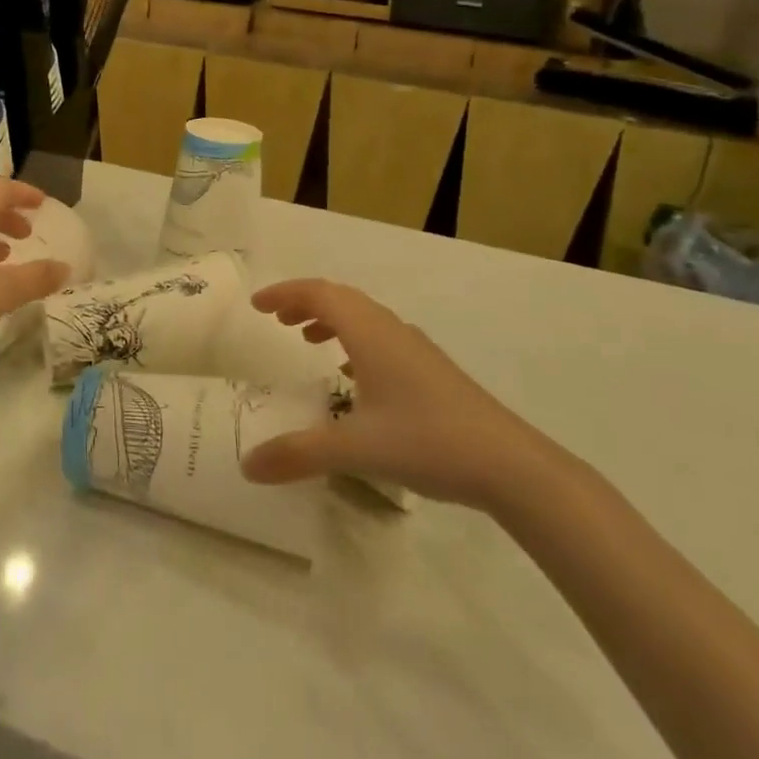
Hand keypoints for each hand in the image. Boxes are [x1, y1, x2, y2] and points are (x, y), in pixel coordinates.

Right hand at [239, 279, 555, 509]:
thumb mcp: (356, 449)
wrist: (511, 465)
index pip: (319, 293)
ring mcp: (416, 349)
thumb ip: (298, 454)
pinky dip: (354, 341)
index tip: (257, 305)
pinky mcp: (431, 370)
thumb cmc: (428, 442)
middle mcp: (391, 330)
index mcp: (370, 333)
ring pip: (364, 317)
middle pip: (341, 298)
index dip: (285, 293)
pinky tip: (353, 377)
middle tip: (278, 320)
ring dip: (331, 319)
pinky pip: (381, 338)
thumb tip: (247, 466)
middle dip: (305, 303)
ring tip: (307, 340)